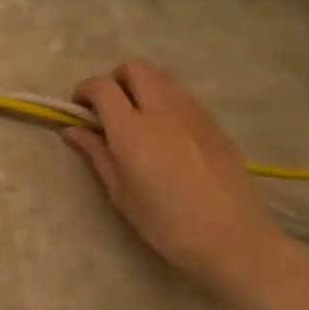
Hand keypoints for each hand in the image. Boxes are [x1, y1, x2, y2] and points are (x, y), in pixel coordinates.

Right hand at [63, 59, 298, 292]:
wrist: (235, 240)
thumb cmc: (167, 223)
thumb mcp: (120, 192)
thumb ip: (96, 153)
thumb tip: (72, 130)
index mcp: (133, 131)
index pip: (102, 87)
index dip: (83, 91)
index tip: (78, 111)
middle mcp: (163, 112)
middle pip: (135, 68)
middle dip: (113, 80)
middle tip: (106, 108)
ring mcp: (194, 114)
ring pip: (161, 77)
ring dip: (140, 86)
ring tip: (134, 117)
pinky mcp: (214, 124)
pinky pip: (182, 95)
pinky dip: (163, 99)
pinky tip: (163, 132)